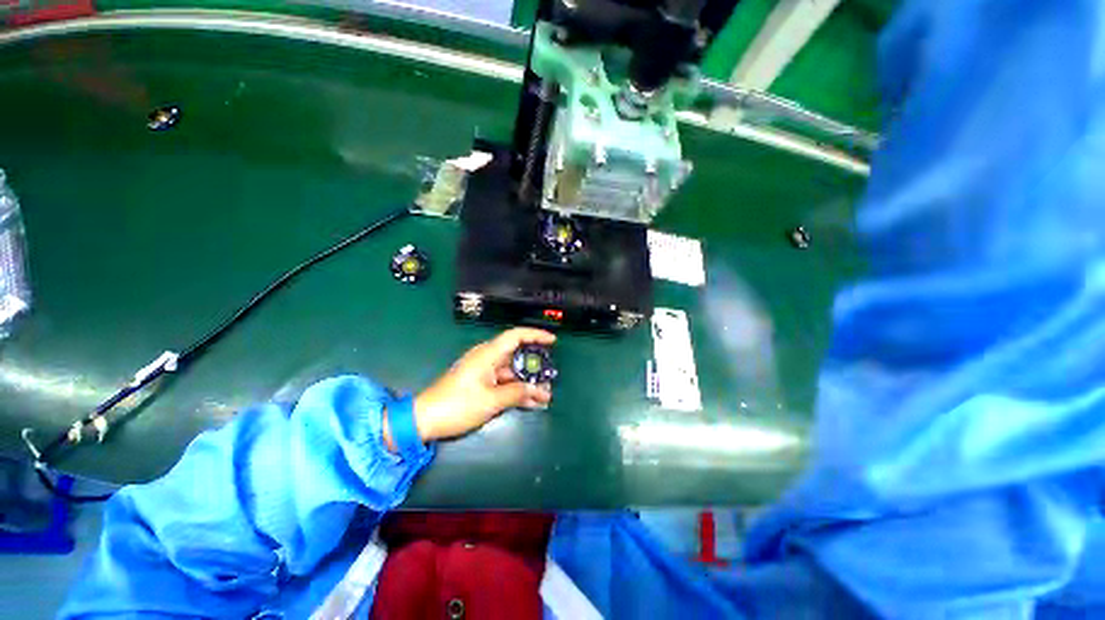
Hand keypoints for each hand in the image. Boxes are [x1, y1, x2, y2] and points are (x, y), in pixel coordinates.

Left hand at [384, 328, 555, 448]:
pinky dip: (516, 391)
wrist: (424, 420)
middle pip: (517, 356)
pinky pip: (504, 383)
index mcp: (488, 354)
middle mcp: (487, 359)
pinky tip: (531, 402)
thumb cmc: (457, 405)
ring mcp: (484, 372)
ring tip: (545, 395)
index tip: (553, 341)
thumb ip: (516, 393)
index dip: (535, 335)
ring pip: (512, 373)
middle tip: (551, 376)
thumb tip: (538, 390)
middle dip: (535, 367)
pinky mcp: (481, 384)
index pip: (515, 336)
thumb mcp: (490, 401)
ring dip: (527, 383)